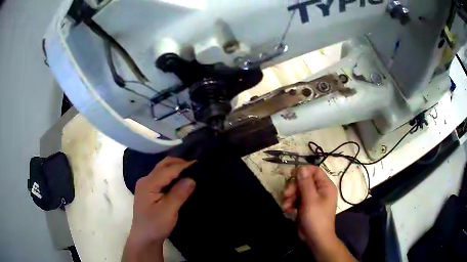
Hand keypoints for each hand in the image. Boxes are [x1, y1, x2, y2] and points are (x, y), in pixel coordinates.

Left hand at [123, 157, 195, 261]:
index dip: (183, 165)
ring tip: (190, 170)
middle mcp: (145, 180)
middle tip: (195, 165)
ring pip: (162, 170)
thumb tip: (191, 179)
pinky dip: (172, 175)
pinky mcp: (149, 190)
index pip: (168, 170)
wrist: (144, 237)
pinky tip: (180, 179)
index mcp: (148, 184)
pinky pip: (161, 177)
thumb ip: (179, 194)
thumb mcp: (168, 211)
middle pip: (163, 165)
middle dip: (179, 163)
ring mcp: (146, 185)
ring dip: (175, 168)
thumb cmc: (155, 225)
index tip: (198, 162)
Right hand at [283, 166, 356, 261]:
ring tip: (286, 205)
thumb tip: (301, 167)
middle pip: (304, 180)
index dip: (303, 171)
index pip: (315, 171)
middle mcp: (320, 190)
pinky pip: (296, 199)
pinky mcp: (305, 206)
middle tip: (286, 194)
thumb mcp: (310, 200)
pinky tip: (287, 209)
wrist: (315, 239)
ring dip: (290, 196)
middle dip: (294, 186)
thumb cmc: (316, 219)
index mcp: (325, 186)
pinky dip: (291, 203)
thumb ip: (305, 183)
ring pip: (298, 189)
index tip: (291, 175)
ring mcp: (312, 198)